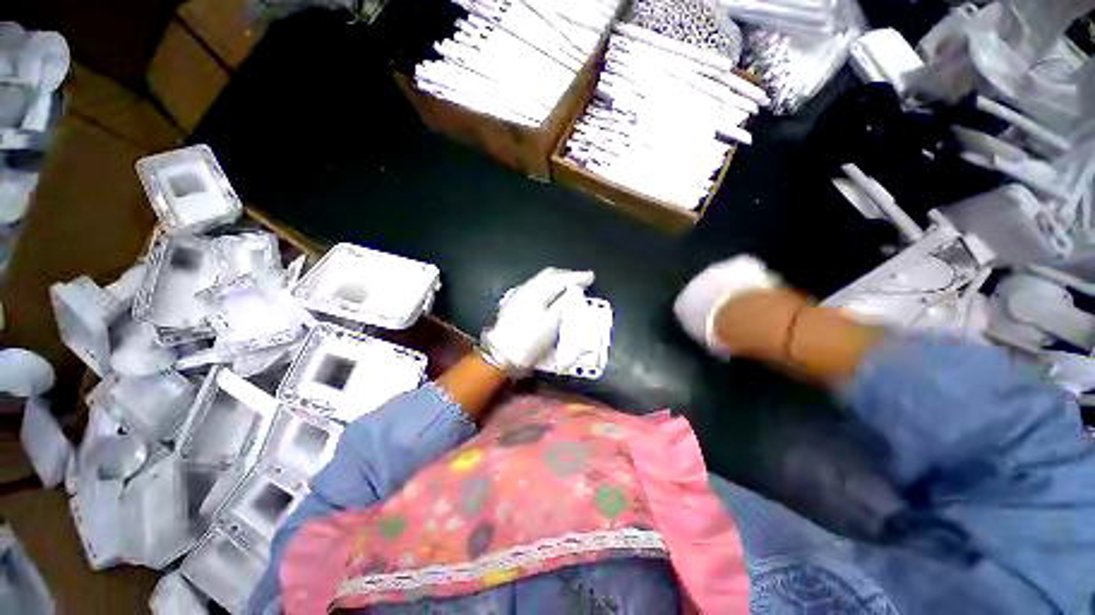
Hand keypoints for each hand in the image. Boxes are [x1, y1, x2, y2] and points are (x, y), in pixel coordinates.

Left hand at [480, 268, 594, 376]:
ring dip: (555, 280)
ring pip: (540, 279)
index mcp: (537, 293)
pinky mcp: (513, 302)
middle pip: (548, 274)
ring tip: (567, 285)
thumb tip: (574, 291)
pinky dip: (545, 286)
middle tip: (580, 280)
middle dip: (566, 275)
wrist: (502, 354)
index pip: (560, 278)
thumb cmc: (530, 341)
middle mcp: (527, 289)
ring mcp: (518, 295)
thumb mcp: (552, 324)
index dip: (577, 277)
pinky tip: (549, 293)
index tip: (590, 277)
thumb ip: (563, 304)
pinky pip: (534, 286)